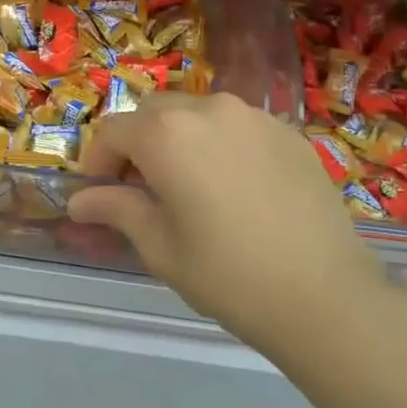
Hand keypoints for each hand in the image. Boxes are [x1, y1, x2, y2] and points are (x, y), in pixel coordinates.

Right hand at [69, 94, 388, 350]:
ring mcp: (253, 116)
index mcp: (166, 134)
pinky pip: (237, 126)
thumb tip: (78, 200)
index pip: (112, 131)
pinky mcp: (289, 132)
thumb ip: (116, 209)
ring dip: (179, 140)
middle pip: (153, 113)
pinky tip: (235, 188)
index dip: (97, 161)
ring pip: (196, 114)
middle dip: (137, 145)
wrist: (328, 298)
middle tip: (142, 191)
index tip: (99, 195)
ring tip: (190, 187)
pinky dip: (220, 145)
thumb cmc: (228, 275)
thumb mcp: (160, 247)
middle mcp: (208, 108)